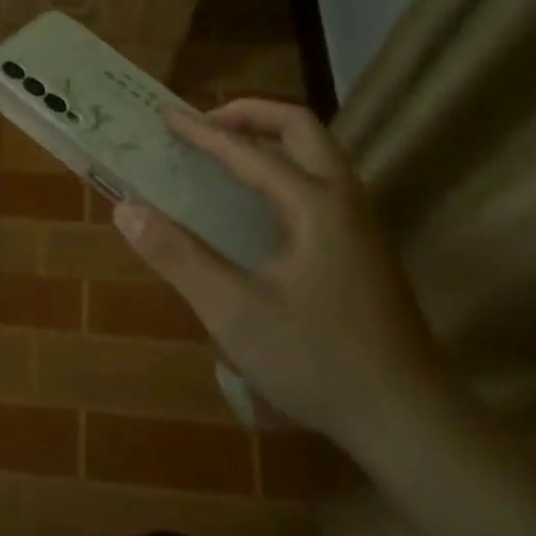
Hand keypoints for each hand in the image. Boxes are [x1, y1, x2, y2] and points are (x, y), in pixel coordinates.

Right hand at [113, 99, 445, 450]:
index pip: (250, 151)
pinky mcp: (367, 247)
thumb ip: (178, 257)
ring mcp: (364, 223)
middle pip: (301, 128)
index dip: (203, 132)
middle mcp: (346, 199)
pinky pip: (324, 181)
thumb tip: (126, 210)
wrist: (409, 420)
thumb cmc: (317, 361)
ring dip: (272, 138)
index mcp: (316, 205)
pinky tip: (262, 203)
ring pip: (319, 153)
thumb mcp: (234, 312)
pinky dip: (287, 167)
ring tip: (228, 151)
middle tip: (206, 124)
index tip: (166, 115)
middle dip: (250, 114)